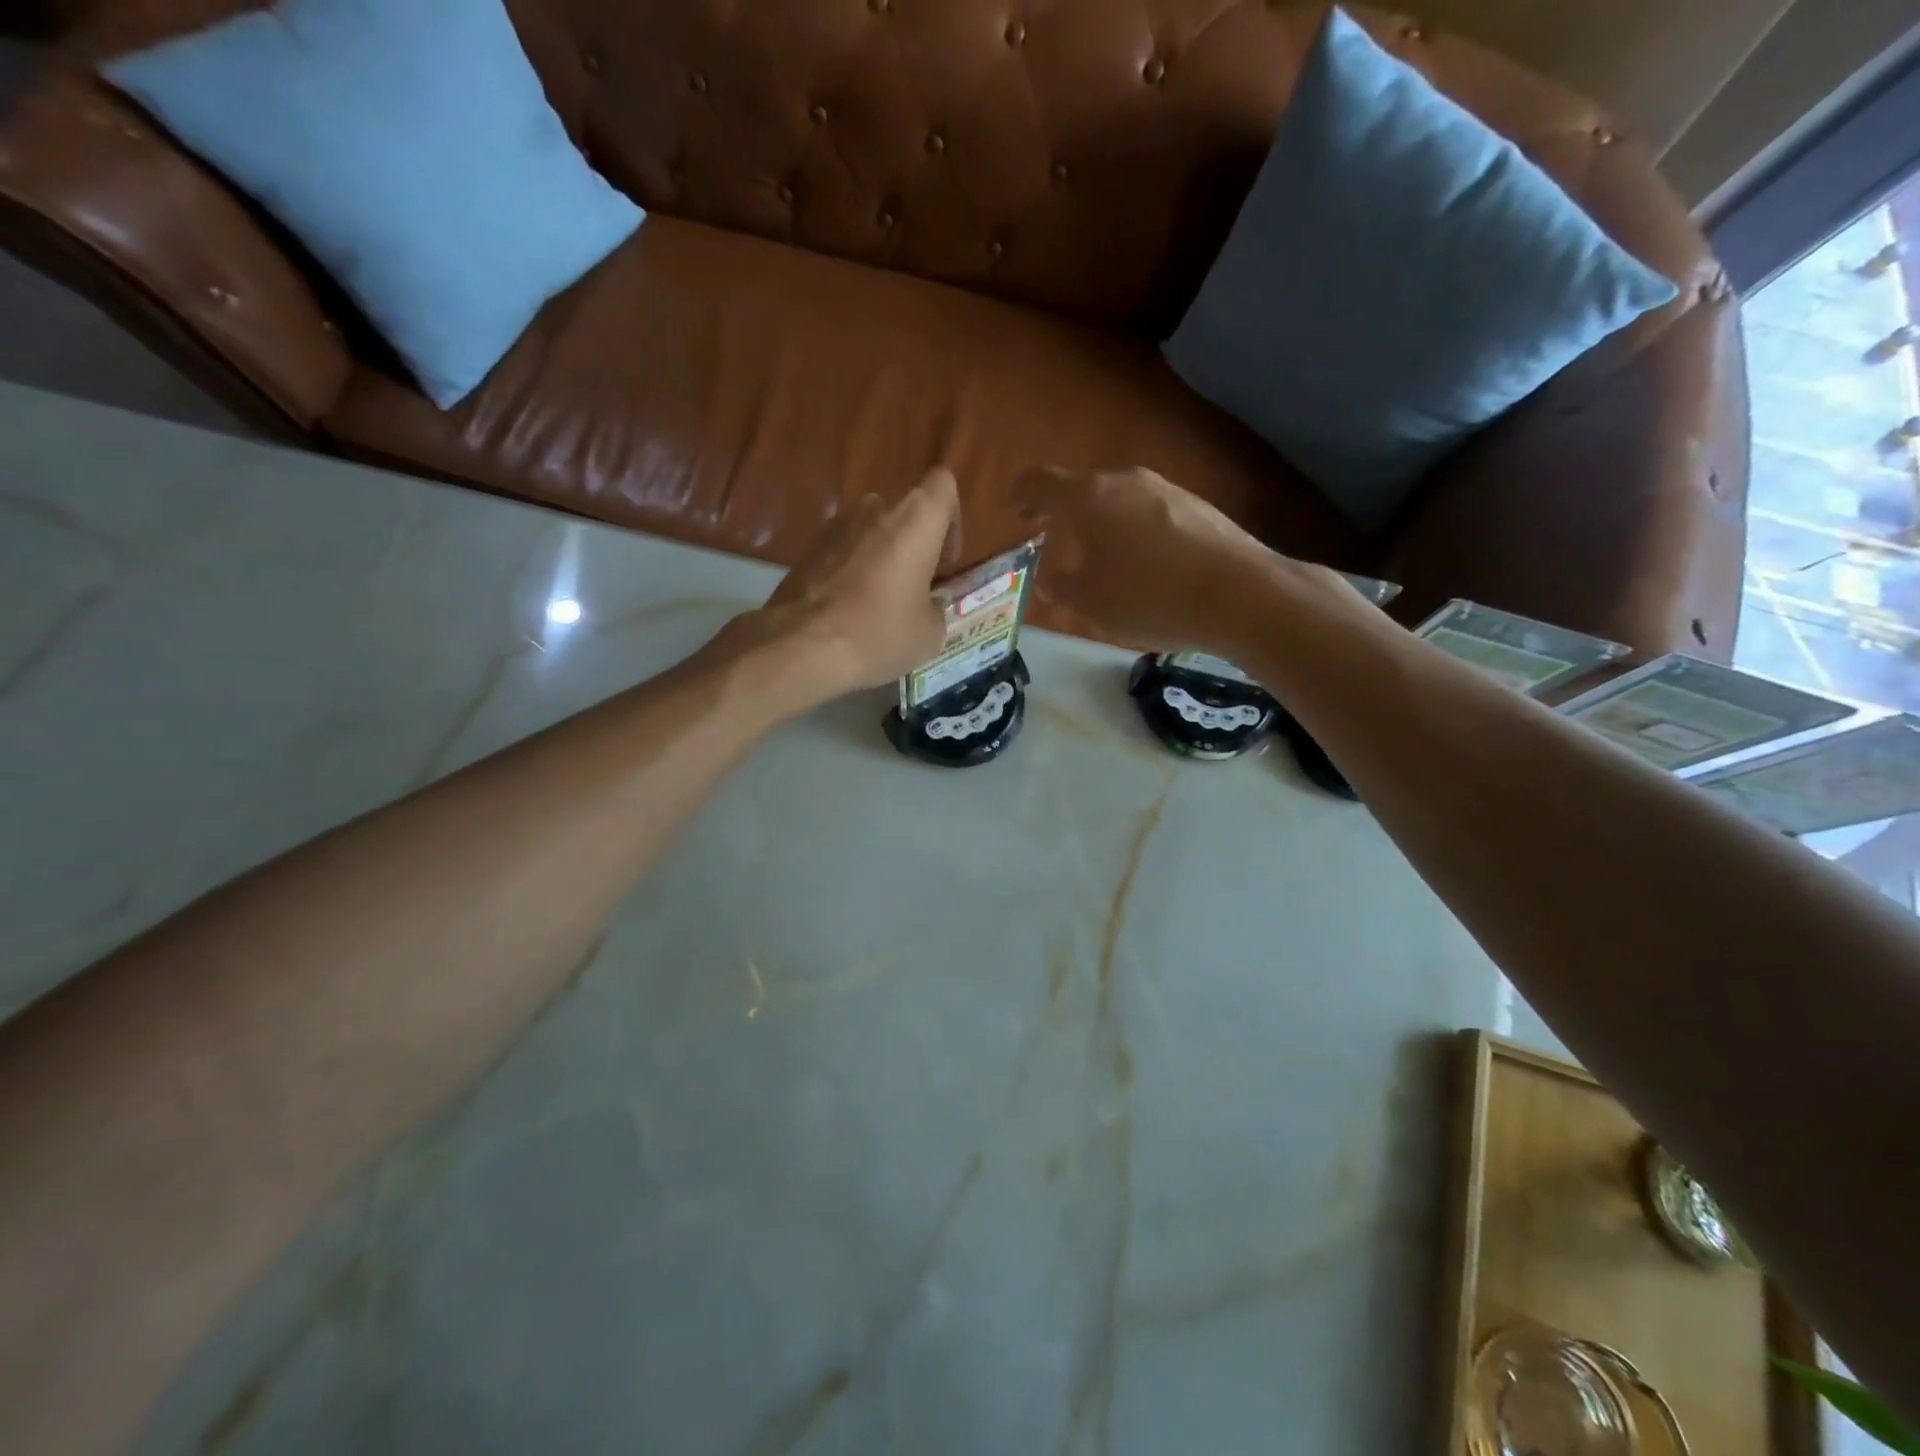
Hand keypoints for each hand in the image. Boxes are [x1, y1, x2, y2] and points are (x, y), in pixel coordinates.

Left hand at [751, 467, 962, 692]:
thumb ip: (936, 608)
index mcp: (914, 520)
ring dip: (881, 560)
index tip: (943, 565)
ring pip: (871, 534)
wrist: (801, 647)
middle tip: (913, 592)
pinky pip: (842, 553)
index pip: (943, 487)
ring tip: (878, 606)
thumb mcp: (929, 634)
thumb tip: (927, 605)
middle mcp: (874, 509)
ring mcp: (834, 526)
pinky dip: (851, 574)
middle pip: (904, 515)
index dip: (950, 522)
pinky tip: (848, 613)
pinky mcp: (806, 549)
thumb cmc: (879, 633)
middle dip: (913, 548)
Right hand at [1012, 466, 1291, 651]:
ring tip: (1102, 560)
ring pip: (1117, 499)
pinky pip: (1148, 511)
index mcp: (1088, 497)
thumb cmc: (1149, 597)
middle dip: (1063, 514)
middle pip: (1081, 488)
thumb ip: (1061, 587)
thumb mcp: (1091, 603)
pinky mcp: (1195, 504)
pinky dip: (1133, 530)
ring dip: (1101, 523)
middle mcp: (1124, 480)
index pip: (1038, 482)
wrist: (1240, 594)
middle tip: (1055, 542)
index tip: (1016, 513)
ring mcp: (1164, 488)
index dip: (1020, 496)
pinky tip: (1145, 565)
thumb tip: (1051, 578)